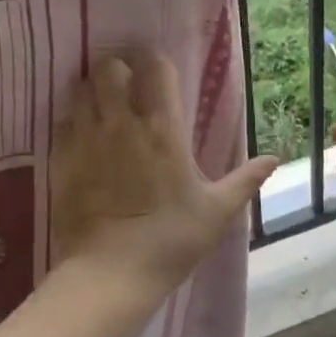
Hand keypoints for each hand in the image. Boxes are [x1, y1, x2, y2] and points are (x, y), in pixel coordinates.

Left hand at [51, 50, 276, 304]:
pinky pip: (63, 120)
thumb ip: (245, 180)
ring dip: (94, 91)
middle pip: (110, 67)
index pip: (154, 68)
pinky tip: (85, 136)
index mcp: (162, 128)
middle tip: (130, 88)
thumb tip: (274, 159)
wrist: (111, 274)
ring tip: (106, 108)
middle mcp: (121, 122)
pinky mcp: (61, 158)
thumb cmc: (171, 240)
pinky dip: (73, 120)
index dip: (156, 63)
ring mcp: (86, 138)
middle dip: (119, 69)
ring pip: (81, 88)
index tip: (160, 74)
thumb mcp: (217, 212)